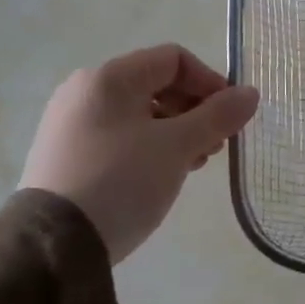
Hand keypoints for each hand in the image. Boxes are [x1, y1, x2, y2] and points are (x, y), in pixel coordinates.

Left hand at [21, 44, 259, 263]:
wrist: (54, 244)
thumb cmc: (122, 180)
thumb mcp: (179, 146)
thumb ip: (219, 115)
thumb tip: (251, 93)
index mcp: (110, 78)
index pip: (174, 59)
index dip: (210, 82)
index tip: (230, 116)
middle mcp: (86, 91)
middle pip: (158, 85)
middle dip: (196, 110)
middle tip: (216, 144)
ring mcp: (72, 123)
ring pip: (141, 113)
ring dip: (178, 131)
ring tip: (194, 163)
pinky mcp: (68, 154)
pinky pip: (121, 136)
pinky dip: (151, 147)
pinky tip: (164, 174)